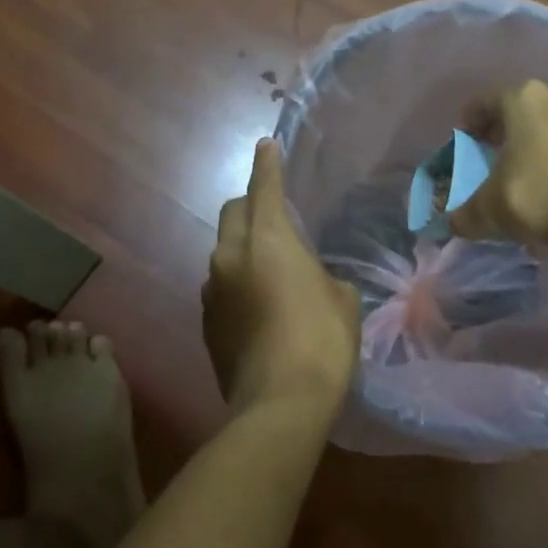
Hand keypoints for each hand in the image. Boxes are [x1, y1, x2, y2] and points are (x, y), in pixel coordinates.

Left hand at [203, 139, 359, 413]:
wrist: (279, 403)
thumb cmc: (322, 341)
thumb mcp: (342, 300)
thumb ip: (322, 276)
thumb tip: (311, 280)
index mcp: (268, 240)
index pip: (264, 188)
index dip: (267, 164)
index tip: (266, 145)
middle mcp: (230, 256)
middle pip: (232, 213)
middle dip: (250, 204)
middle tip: (272, 215)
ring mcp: (212, 290)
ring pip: (222, 252)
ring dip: (241, 249)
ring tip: (268, 270)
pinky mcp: (205, 322)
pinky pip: (219, 286)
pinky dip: (236, 283)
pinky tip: (257, 308)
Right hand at [452, 81, 547, 249]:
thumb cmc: (536, 197)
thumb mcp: (486, 209)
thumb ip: (463, 213)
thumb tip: (453, 224)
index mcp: (525, 98)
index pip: (486, 102)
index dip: (470, 123)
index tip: (464, 142)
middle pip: (524, 108)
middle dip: (508, 129)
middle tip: (495, 154)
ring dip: (541, 139)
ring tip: (530, 168)